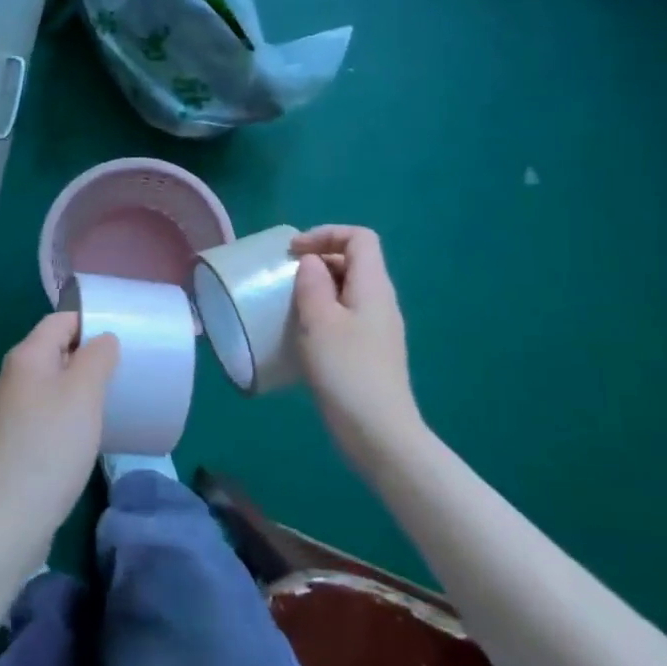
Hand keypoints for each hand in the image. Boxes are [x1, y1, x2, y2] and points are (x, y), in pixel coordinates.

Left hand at [0, 313, 119, 571]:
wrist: (7, 518)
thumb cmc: (50, 447)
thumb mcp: (83, 394)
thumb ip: (96, 357)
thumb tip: (102, 339)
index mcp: (26, 356)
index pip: (60, 321)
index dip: (91, 321)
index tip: (126, 335)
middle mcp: (13, 377)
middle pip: (55, 350)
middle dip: (90, 355)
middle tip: (126, 369)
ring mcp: (10, 411)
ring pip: (52, 383)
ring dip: (81, 386)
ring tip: (114, 399)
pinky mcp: (14, 441)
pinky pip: (47, 412)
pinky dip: (69, 413)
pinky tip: (88, 432)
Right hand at [290, 225, 421, 445]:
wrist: (378, 431)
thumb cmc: (346, 370)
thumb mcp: (319, 321)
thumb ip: (313, 284)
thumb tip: (311, 262)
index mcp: (373, 286)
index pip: (359, 238)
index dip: (326, 234)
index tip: (293, 253)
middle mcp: (381, 301)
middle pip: (354, 261)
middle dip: (318, 260)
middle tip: (284, 278)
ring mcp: (378, 328)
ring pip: (348, 290)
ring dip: (318, 288)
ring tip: (288, 305)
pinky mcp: (370, 351)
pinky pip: (346, 315)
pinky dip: (323, 313)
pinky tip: (303, 335)